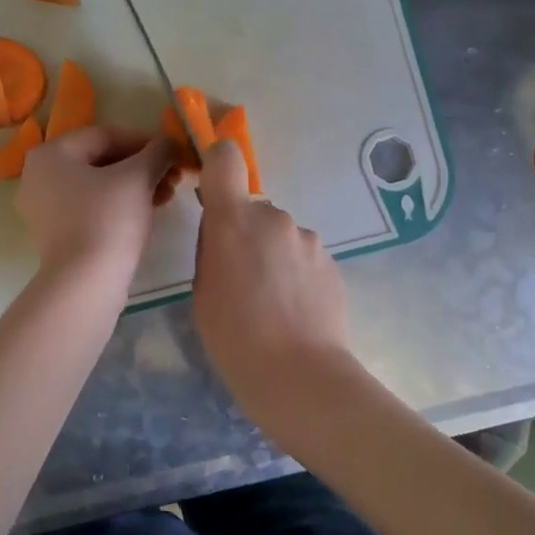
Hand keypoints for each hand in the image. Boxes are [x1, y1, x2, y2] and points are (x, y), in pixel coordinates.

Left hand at [16, 127, 175, 278]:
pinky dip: (118, 206)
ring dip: (134, 187)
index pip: (105, 136)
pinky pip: (89, 209)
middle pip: (100, 161)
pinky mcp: (54, 235)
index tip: (172, 153)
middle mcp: (38, 176)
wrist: (85, 282)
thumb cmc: (108, 219)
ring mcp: (43, 208)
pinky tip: (147, 213)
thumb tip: (169, 143)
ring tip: (167, 196)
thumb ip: (157, 152)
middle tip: (173, 177)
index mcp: (50, 154)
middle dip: (141, 167)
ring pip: (97, 186)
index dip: (144, 141)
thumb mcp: (138, 177)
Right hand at [193, 139, 351, 399]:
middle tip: (239, 278)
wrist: (298, 375)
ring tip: (270, 302)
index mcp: (234, 220)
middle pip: (252, 209)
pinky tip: (293, 310)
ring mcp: (308, 239)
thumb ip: (212, 249)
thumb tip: (226, 234)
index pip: (225, 159)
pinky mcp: (331, 262)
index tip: (211, 184)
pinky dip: (294, 274)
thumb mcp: (203, 290)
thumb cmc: (234, 337)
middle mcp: (274, 217)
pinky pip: (302, 256)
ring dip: (272, 255)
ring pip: (279, 235)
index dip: (216, 161)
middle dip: (244, 233)